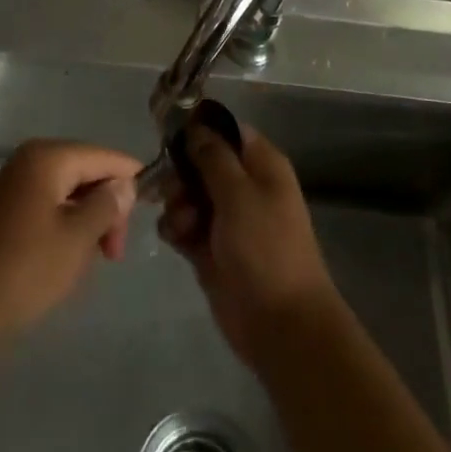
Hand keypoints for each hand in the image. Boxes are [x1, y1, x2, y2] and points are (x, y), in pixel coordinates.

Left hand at [0, 139, 140, 344]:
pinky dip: (66, 225)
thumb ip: (107, 205)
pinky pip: (49, 205)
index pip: (103, 156)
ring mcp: (15, 184)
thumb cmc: (27, 267)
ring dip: (87, 219)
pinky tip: (70, 256)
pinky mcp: (6, 210)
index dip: (129, 179)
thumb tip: (124, 184)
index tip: (149, 213)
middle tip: (114, 251)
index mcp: (48, 156)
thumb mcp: (78, 237)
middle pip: (86, 170)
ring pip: (68, 191)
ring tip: (93, 258)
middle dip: (106, 205)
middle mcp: (30, 160)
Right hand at [158, 124, 341, 366]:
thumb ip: (212, 157)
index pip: (226, 131)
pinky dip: (176, 227)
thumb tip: (195, 127)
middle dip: (181, 173)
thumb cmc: (265, 248)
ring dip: (176, 203)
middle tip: (173, 190)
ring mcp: (226, 219)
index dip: (199, 130)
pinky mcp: (210, 249)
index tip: (170, 136)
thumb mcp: (239, 193)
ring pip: (188, 193)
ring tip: (181, 223)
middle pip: (201, 162)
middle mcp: (244, 186)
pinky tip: (175, 238)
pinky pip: (183, 225)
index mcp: (261, 165)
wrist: (280, 324)